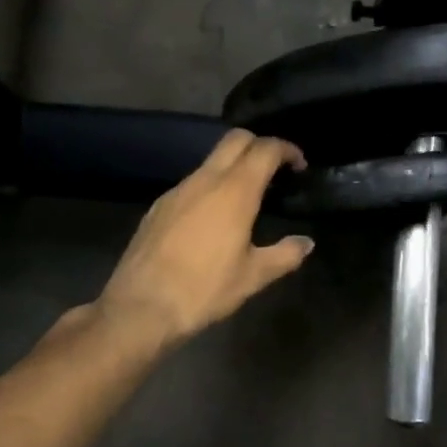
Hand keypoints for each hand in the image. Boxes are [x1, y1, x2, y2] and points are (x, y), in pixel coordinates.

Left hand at [97, 129, 312, 349]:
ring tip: (246, 196)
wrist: (140, 307)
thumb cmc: (204, 290)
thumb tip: (306, 243)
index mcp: (235, 191)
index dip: (287, 150)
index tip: (299, 166)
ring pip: (211, 160)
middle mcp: (205, 180)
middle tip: (275, 170)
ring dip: (233, 166)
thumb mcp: (253, 277)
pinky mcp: (159, 205)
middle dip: (259, 145)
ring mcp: (178, 190)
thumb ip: (284, 255)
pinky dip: (210, 185)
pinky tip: (213, 217)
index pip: (265, 149)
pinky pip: (192, 182)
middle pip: (236, 139)